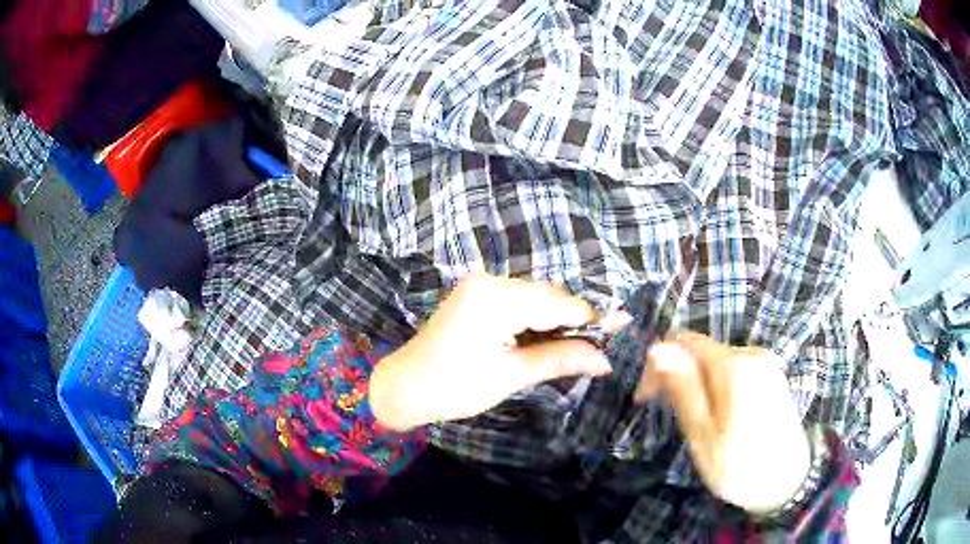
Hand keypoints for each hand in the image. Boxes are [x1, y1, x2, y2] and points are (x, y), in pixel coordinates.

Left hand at [369, 274, 627, 431]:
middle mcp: (490, 281)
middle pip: (549, 296)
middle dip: (575, 320)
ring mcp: (480, 285)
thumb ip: (561, 359)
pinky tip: (546, 338)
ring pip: (535, 298)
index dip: (592, 317)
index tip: (622, 326)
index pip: (559, 303)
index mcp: (497, 298)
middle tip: (598, 346)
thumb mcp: (512, 375)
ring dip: (556, 320)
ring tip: (576, 346)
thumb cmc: (455, 387)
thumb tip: (606, 360)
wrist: (405, 387)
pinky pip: (518, 301)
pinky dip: (535, 319)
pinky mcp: (476, 295)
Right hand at [636, 332, 810, 513]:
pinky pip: (734, 370)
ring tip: (694, 422)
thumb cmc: (739, 465)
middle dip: (678, 376)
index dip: (659, 364)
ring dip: (696, 384)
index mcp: (734, 366)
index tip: (645, 399)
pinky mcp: (771, 376)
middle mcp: (752, 354)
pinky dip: (716, 387)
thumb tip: (658, 349)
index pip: (684, 342)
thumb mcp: (703, 434)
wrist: (788, 482)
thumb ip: (683, 388)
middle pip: (702, 350)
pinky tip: (718, 416)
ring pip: (716, 362)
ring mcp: (765, 364)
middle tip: (669, 415)